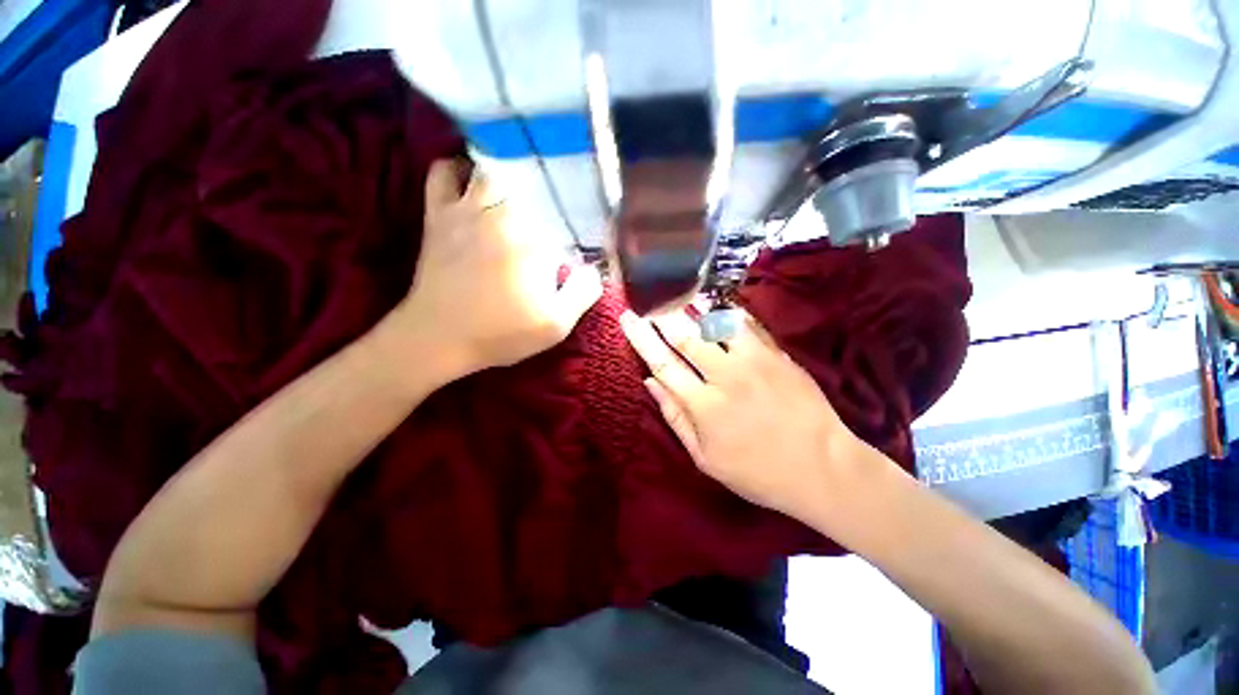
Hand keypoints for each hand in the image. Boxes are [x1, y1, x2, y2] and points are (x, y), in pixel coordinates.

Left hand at [385, 160, 602, 379]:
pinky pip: (444, 171)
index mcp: (536, 241)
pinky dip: (460, 170)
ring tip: (519, 190)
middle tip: (552, 211)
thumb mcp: (556, 325)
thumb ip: (583, 293)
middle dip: (546, 191)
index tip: (577, 236)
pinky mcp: (439, 212)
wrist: (438, 338)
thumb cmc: (501, 333)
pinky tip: (472, 183)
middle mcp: (504, 214)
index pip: (566, 213)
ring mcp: (467, 209)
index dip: (576, 220)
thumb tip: (594, 269)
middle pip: (532, 181)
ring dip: (508, 175)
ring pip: (493, 167)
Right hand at [621, 309, 865, 522]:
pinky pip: (748, 324)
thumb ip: (675, 418)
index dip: (641, 338)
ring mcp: (755, 361)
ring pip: (717, 323)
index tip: (628, 318)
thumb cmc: (757, 471)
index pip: (662, 363)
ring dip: (694, 308)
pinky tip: (717, 306)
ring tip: (679, 296)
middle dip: (663, 314)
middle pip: (686, 336)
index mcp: (704, 405)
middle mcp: (725, 376)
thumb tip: (650, 383)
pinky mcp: (778, 355)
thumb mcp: (705, 458)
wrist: (822, 467)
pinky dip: (727, 313)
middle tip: (650, 300)